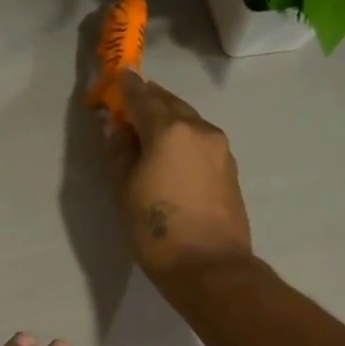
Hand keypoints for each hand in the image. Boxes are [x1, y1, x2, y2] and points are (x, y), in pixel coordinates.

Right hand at [107, 71, 252, 287]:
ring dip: (167, 119)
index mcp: (169, 130)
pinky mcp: (229, 168)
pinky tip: (170, 155)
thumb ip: (119, 152)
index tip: (115, 79)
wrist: (209, 266)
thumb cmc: (157, 230)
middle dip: (148, 100)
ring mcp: (219, 148)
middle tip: (128, 105)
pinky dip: (183, 138)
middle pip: (169, 103)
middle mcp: (199, 129)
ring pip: (188, 120)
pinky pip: (200, 140)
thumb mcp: (124, 190)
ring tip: (147, 132)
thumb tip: (119, 129)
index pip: (142, 97)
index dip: (125, 87)